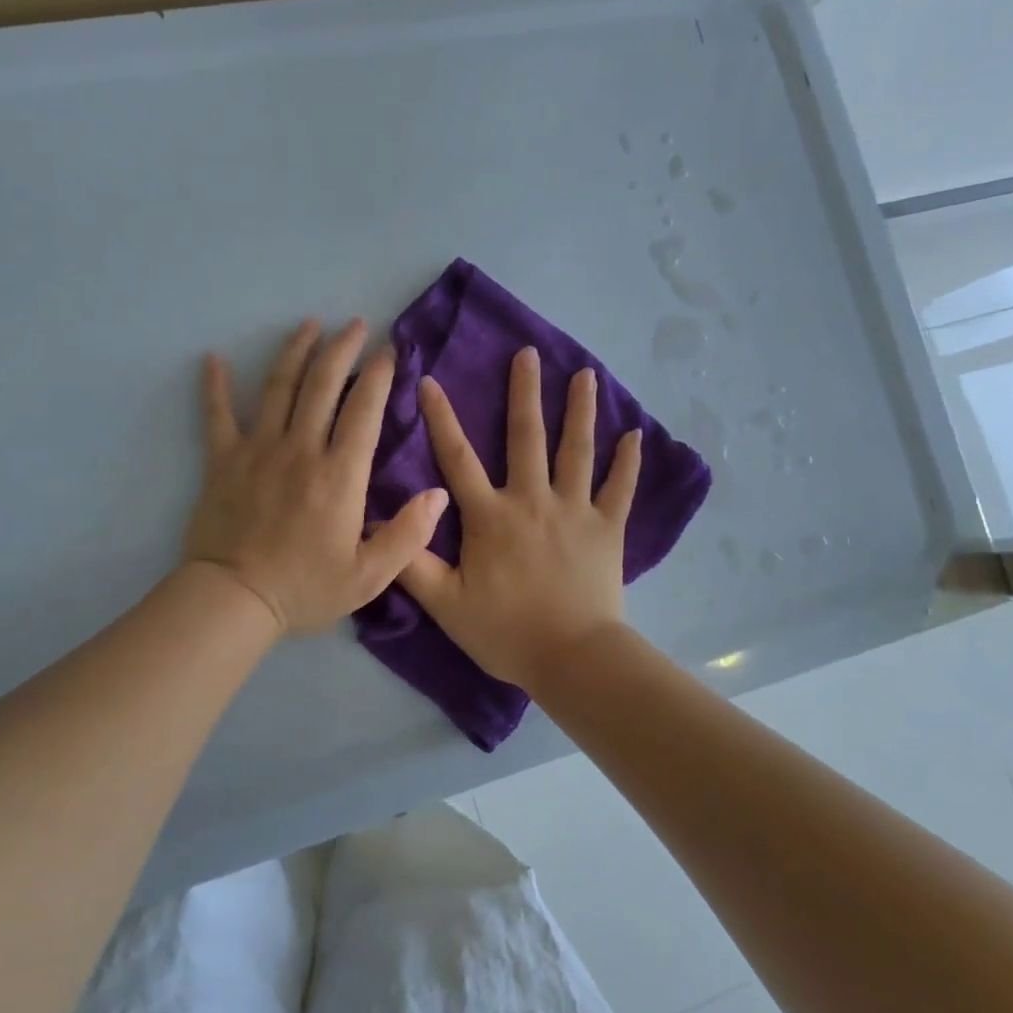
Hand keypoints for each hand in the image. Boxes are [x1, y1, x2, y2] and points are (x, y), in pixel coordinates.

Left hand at [184, 318, 448, 634]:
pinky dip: (215, 385)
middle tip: (355, 324)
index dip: (380, 374)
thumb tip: (439, 495)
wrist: (234, 600)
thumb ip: (408, 535)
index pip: (364, 410)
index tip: (390, 350)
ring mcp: (258, 450)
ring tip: (309, 324)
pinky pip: (217, 414)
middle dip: (342, 348)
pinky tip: (214, 358)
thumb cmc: (305, 588)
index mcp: (340, 475)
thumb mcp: (369, 576)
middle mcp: (300, 449)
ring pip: (278, 387)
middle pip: (322, 384)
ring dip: (295, 351)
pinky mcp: (223, 460)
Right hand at [398, 347, 641, 688]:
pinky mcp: (607, 528)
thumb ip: (411, 561)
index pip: (458, 457)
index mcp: (489, 515)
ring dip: (580, 410)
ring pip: (577, 450)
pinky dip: (628, 461)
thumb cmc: (504, 631)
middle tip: (528, 354)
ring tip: (585, 374)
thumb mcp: (444, 603)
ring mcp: (574, 510)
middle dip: (525, 392)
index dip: (441, 418)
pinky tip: (634, 433)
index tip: (431, 380)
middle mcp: (532, 500)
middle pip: (526, 437)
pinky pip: (620, 488)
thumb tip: (378, 521)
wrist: (571, 658)